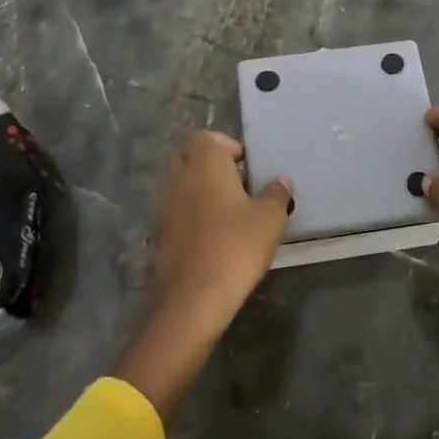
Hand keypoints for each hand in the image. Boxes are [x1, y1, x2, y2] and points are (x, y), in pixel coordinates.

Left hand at [115, 130, 292, 425]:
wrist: (193, 300)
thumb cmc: (235, 247)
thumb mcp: (269, 219)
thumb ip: (276, 194)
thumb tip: (281, 180)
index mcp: (204, 164)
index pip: (207, 137)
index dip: (228, 146)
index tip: (247, 167)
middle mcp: (179, 178)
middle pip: (188, 156)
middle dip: (210, 165)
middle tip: (238, 184)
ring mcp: (164, 207)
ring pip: (180, 184)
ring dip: (199, 190)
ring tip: (228, 212)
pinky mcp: (158, 235)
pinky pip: (175, 212)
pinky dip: (190, 215)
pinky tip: (212, 237)